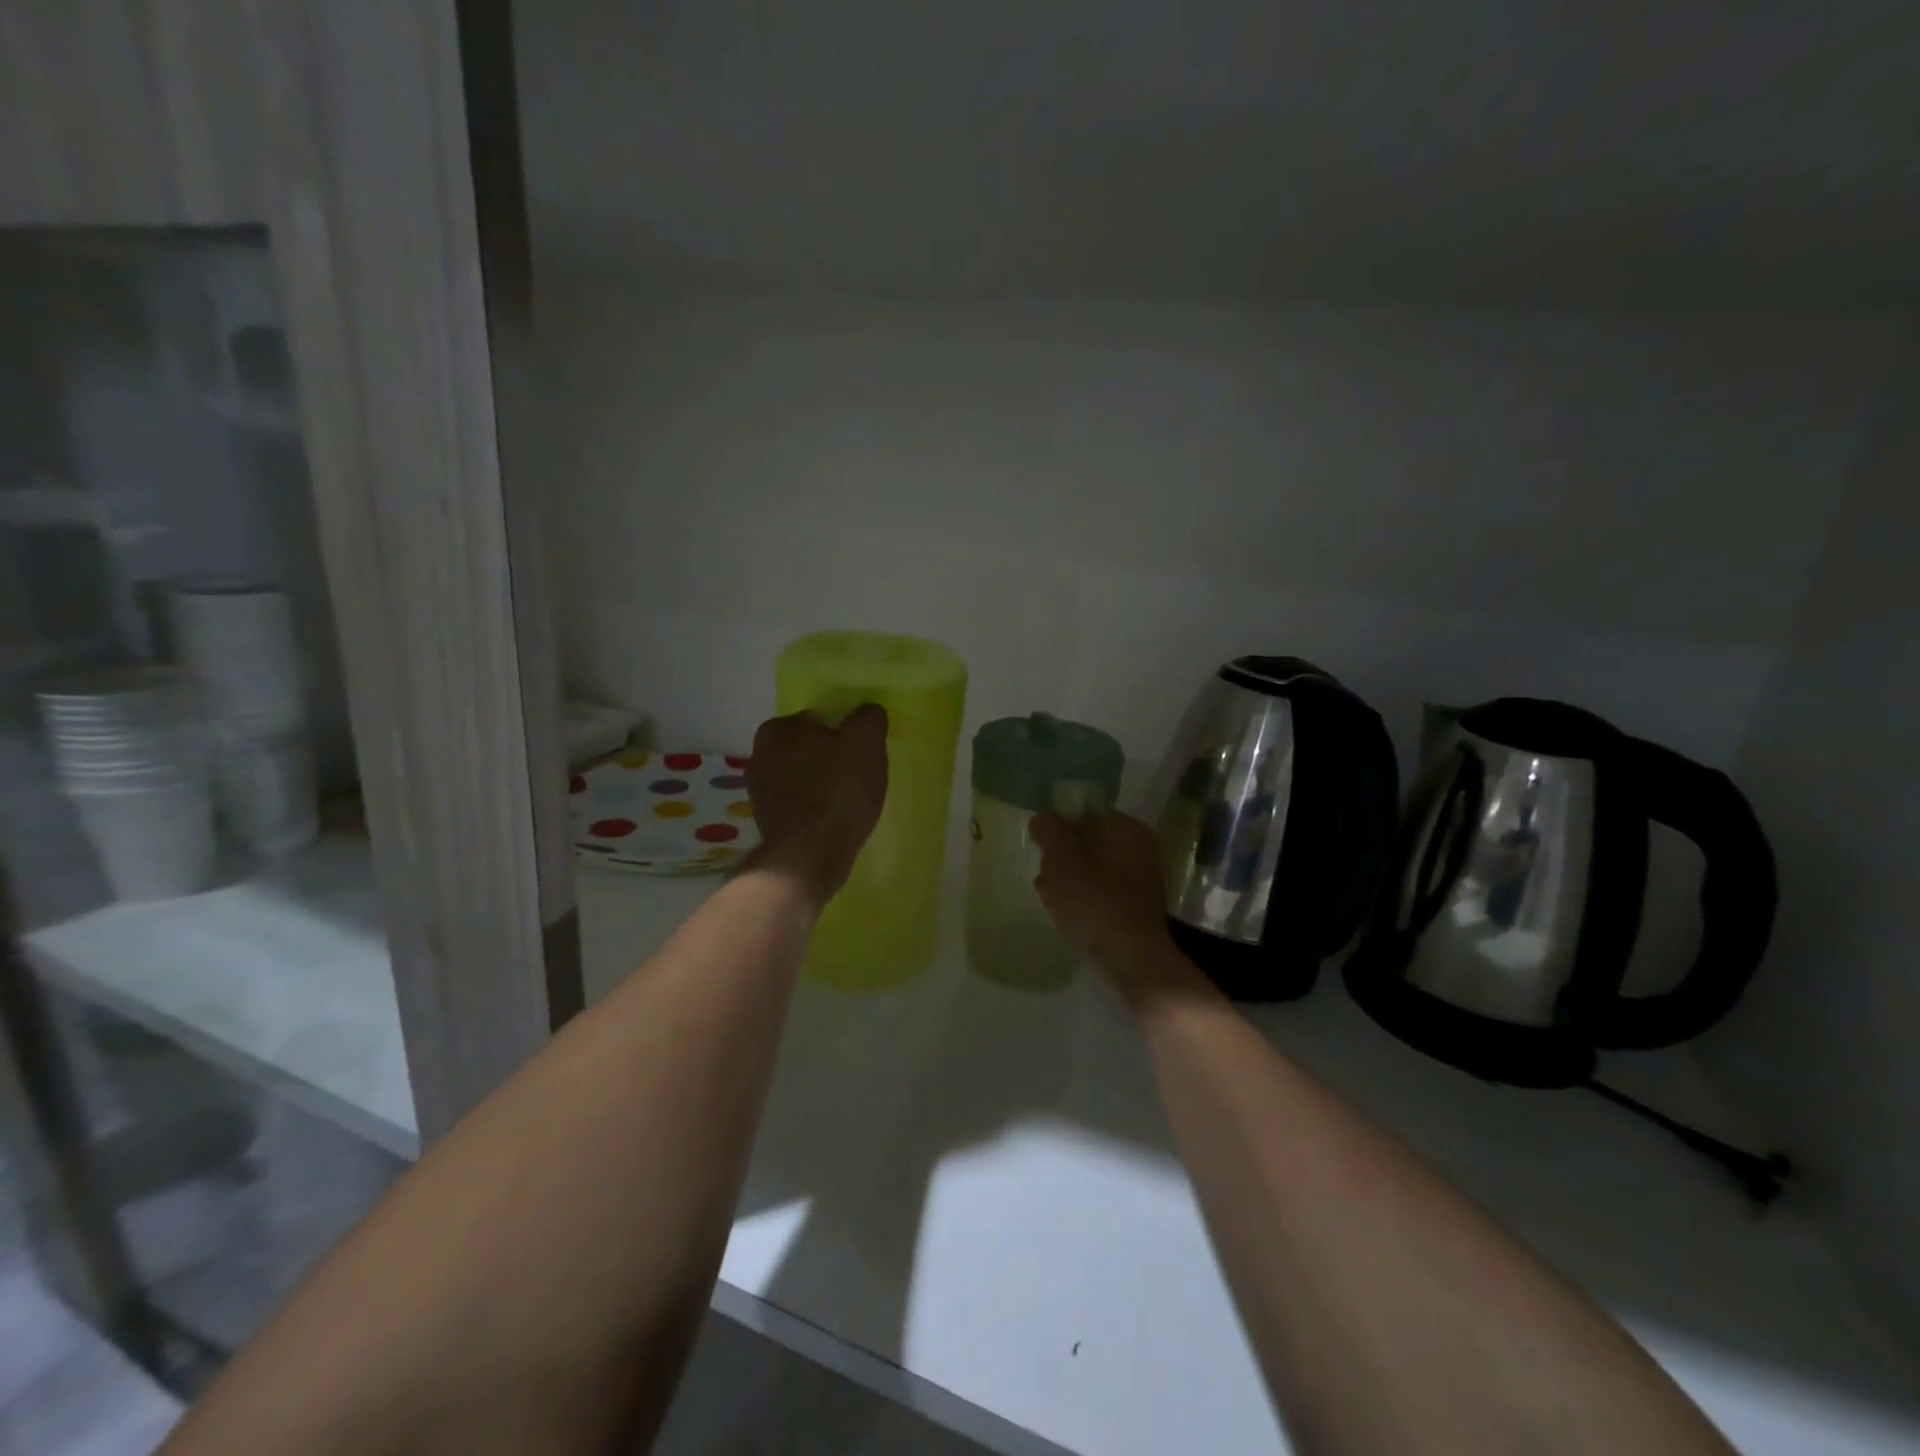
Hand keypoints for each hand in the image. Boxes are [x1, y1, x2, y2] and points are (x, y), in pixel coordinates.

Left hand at [744, 704, 888, 908]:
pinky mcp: (766, 822)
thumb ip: (868, 718)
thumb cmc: (839, 789)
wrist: (811, 853)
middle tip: (856, 775)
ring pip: (800, 778)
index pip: (816, 720)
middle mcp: (759, 755)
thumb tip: (868, 713)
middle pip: (806, 749)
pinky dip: (813, 809)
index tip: (858, 751)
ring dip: (819, 785)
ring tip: (848, 801)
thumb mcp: (865, 741)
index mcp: (777, 729)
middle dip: (827, 759)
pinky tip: (833, 820)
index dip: (840, 733)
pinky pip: (797, 805)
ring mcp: (759, 792)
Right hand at [1031, 810, 1199, 1010]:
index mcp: (1126, 830)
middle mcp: (1138, 850)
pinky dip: (1080, 900)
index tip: (1041, 847)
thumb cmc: (1095, 903)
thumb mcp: (1062, 860)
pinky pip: (1098, 893)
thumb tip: (1044, 817)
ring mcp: (1137, 881)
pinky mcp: (1132, 909)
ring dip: (1066, 880)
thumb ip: (1050, 831)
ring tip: (1049, 898)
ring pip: (1089, 869)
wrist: (1131, 961)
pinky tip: (1063, 914)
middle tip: (1045, 876)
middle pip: (1086, 841)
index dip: (1059, 825)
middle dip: (1060, 857)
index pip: (1086, 811)